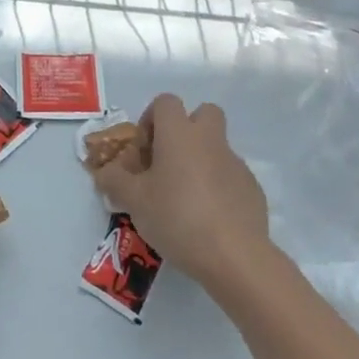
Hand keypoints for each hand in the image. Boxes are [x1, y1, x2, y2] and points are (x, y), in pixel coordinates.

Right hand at [88, 94, 270, 290]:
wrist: (234, 257)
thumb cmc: (176, 217)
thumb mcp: (133, 200)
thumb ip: (114, 180)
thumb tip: (105, 171)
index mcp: (179, 134)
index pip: (165, 102)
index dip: (150, 119)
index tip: (143, 150)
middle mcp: (209, 140)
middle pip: (202, 113)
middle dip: (186, 129)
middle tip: (169, 161)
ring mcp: (236, 164)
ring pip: (216, 147)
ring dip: (200, 161)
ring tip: (184, 198)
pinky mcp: (252, 189)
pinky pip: (230, 176)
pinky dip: (217, 187)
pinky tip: (207, 218)